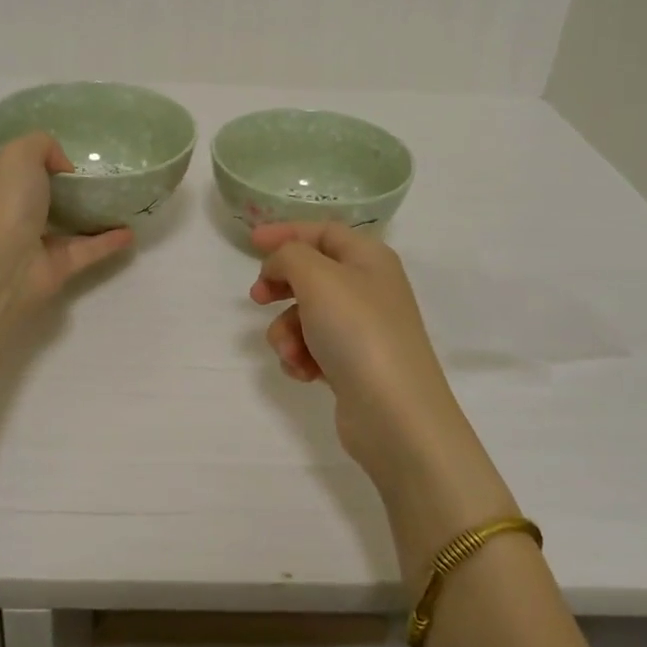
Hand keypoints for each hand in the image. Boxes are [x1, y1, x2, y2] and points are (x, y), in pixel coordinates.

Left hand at [0, 133, 132, 316]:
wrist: (6, 265)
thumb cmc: (4, 203)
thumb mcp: (19, 153)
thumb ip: (42, 145)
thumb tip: (61, 167)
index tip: (0, 156)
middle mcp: (0, 217)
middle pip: (13, 202)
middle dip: (37, 189)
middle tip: (69, 175)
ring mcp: (26, 245)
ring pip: (54, 228)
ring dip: (79, 217)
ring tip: (106, 200)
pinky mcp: (54, 268)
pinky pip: (85, 251)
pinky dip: (106, 242)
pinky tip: (129, 231)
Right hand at [249, 221, 479, 496]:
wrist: (394, 414)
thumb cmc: (357, 331)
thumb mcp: (317, 278)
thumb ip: (289, 256)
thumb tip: (279, 266)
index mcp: (369, 259)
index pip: (324, 232)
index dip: (287, 233)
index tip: (251, 243)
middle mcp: (369, 289)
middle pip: (313, 273)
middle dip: (281, 285)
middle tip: (257, 298)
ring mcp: (363, 330)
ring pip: (307, 315)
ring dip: (288, 331)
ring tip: (291, 352)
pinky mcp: (354, 366)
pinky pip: (314, 349)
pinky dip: (302, 357)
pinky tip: (304, 372)